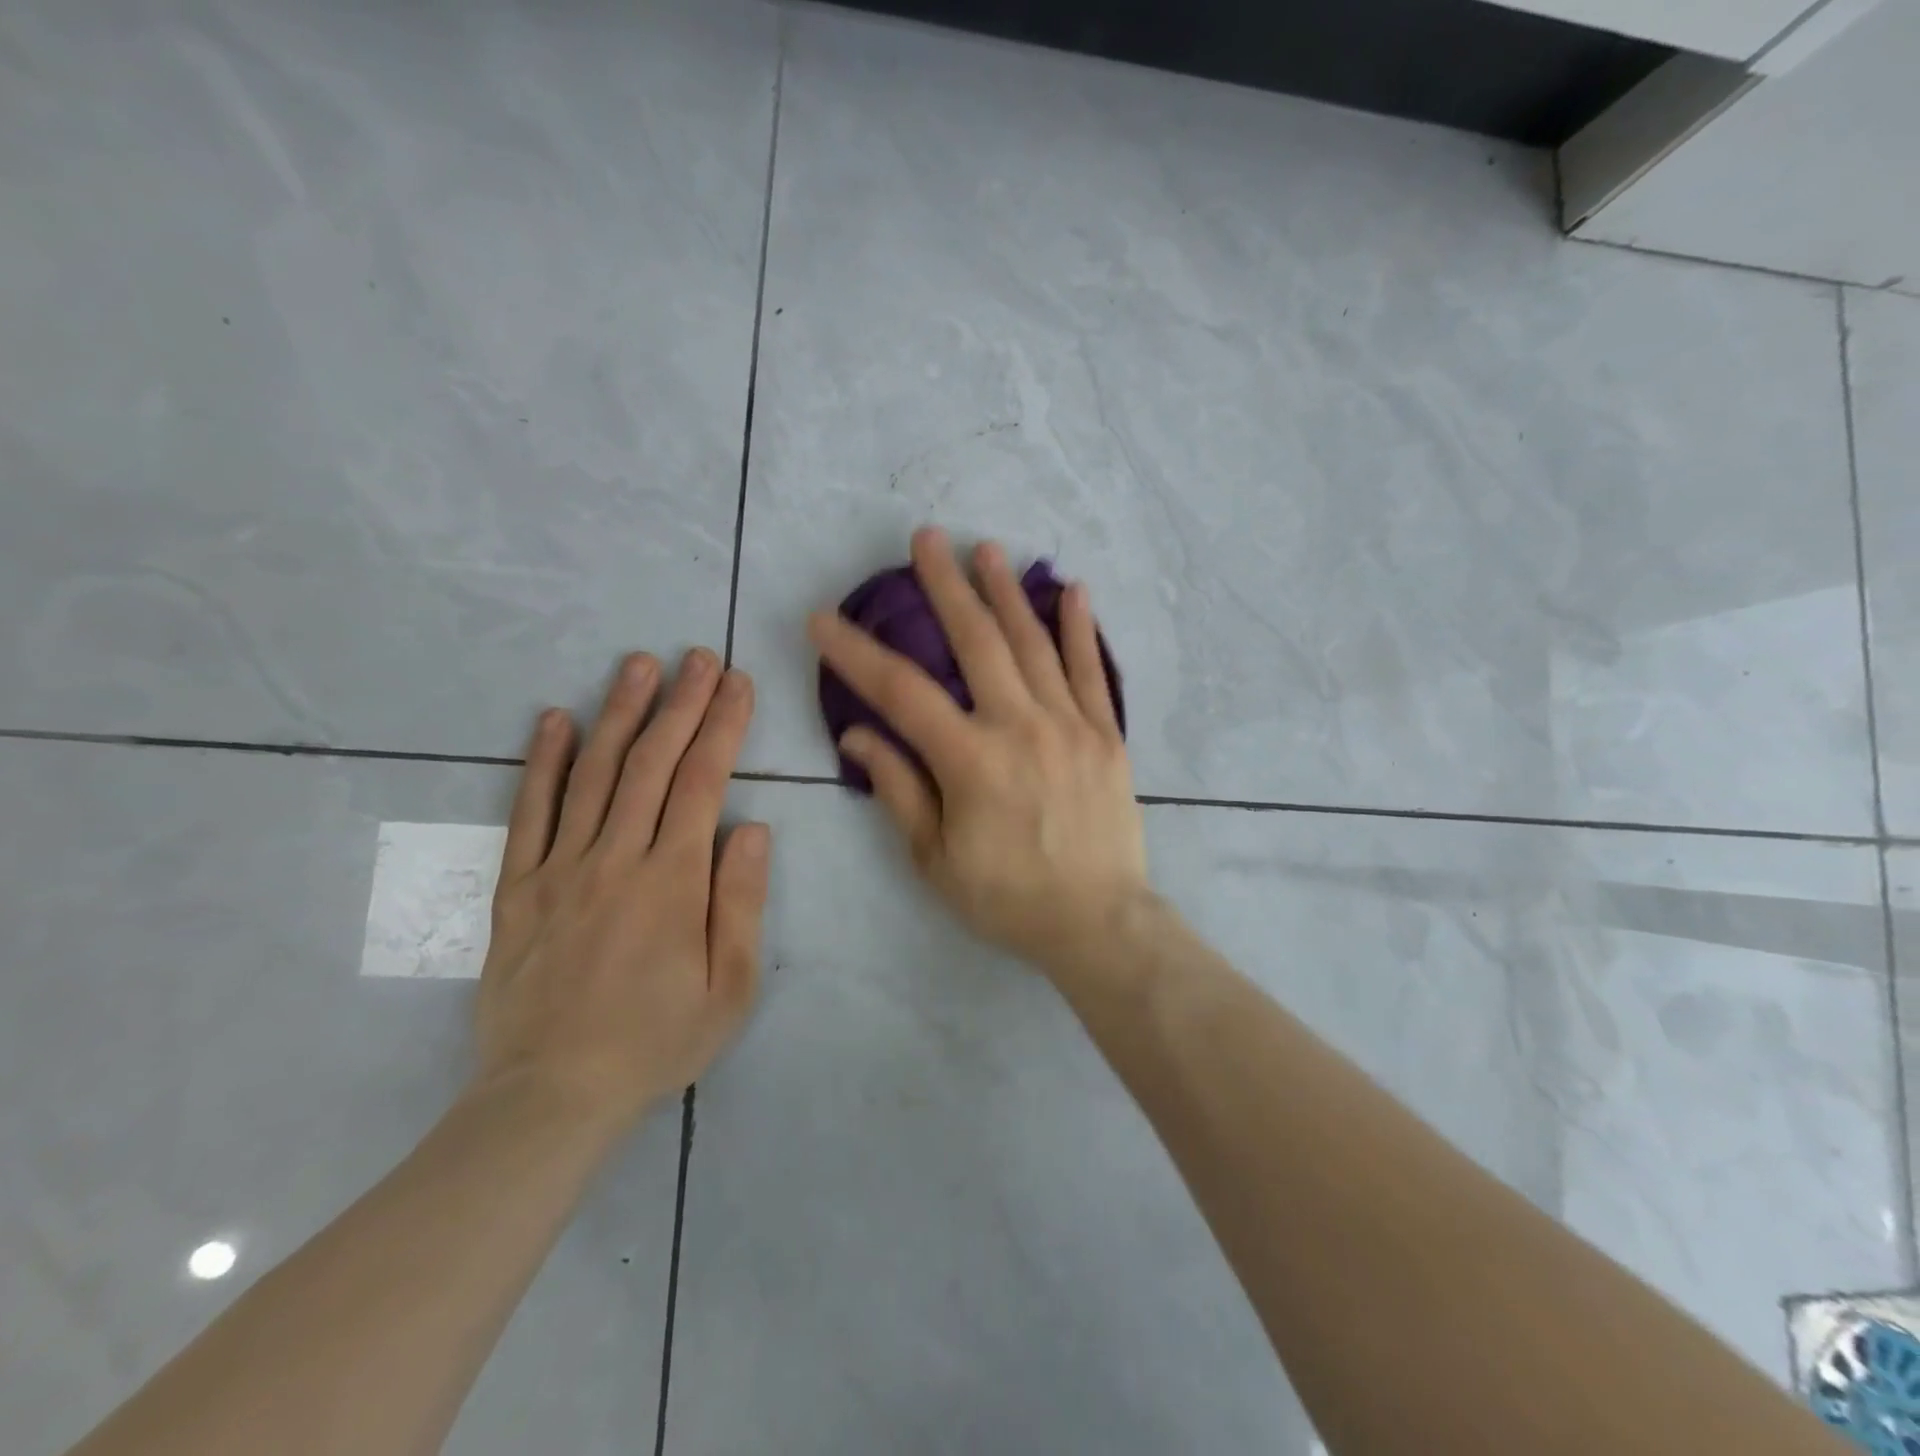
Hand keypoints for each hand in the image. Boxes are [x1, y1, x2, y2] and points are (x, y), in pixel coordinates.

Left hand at [474, 649, 769, 1130]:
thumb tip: (751, 826)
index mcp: (673, 881)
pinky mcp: (518, 887)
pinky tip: (553, 720)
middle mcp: (616, 859)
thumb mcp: (730, 986)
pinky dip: (541, 762)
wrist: (552, 1095)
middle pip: (652, 764)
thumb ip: (740, 901)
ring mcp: (560, 868)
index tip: (737, 683)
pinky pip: (529, 813)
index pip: (703, 783)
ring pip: (593, 774)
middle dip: (680, 703)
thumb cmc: (658, 1040)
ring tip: (638, 665)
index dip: (723, 726)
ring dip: (619, 713)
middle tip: (698, 656)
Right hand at [809, 527, 1149, 977]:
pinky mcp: (1106, 735)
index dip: (856, 652)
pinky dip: (1080, 629)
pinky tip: (1072, 590)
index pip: (901, 692)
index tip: (822, 619)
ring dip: (1008, 592)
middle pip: (977, 642)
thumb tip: (856, 736)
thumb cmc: (1007, 898)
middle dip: (946, 586)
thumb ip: (898, 789)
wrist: (1098, 922)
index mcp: (971, 761)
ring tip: (988, 549)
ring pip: (1034, 644)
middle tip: (926, 539)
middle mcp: (1021, 728)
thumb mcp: (935, 858)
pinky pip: (1092, 672)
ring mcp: (1070, 726)